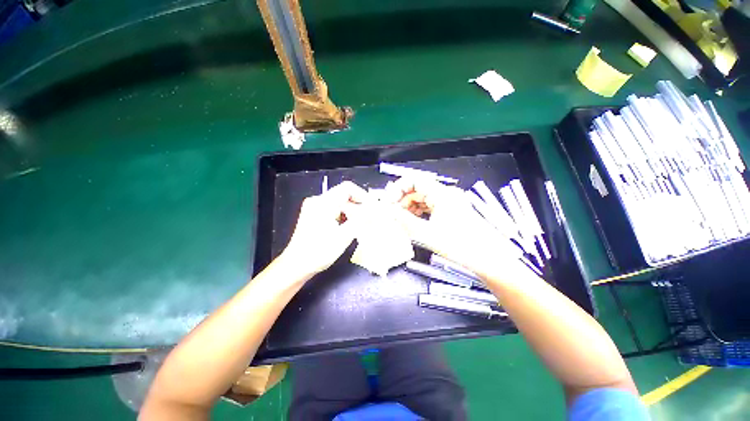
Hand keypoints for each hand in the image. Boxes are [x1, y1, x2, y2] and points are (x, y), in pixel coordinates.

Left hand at [281, 181, 367, 276]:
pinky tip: (348, 229)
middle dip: (358, 208)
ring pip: (340, 204)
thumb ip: (362, 220)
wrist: (296, 266)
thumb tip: (376, 209)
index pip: (348, 188)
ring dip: (352, 214)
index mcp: (323, 203)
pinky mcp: (314, 215)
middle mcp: (318, 201)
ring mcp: (315, 208)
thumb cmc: (319, 252)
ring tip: (359, 227)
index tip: (372, 208)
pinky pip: (334, 210)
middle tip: (368, 222)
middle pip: (344, 196)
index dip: (363, 196)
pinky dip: (344, 217)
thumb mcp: (344, 236)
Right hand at [384, 177, 525, 278]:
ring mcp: (449, 203)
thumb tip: (386, 211)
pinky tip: (414, 223)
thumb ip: (404, 221)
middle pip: (417, 190)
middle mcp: (446, 194)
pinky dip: (419, 213)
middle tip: (392, 214)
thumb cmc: (459, 245)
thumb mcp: (427, 233)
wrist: (487, 259)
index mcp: (442, 194)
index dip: (398, 188)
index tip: (388, 202)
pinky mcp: (450, 212)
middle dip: (402, 200)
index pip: (414, 180)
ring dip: (409, 208)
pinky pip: (429, 207)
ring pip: (422, 199)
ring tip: (401, 221)